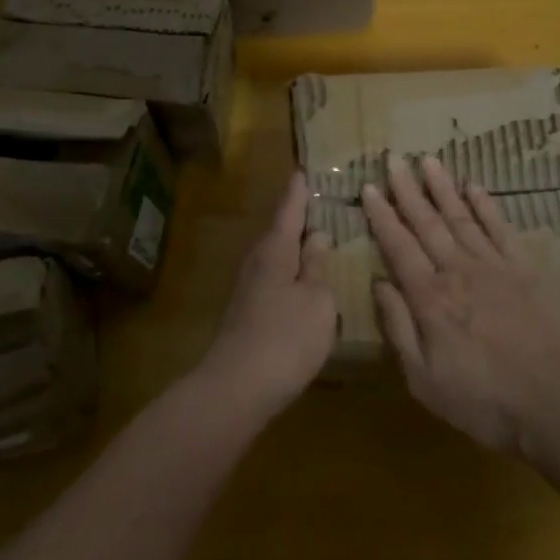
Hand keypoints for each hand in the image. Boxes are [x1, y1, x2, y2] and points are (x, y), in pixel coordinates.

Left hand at [199, 172, 336, 419]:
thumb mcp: (316, 299)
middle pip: (280, 231)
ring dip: (296, 247)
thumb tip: (319, 235)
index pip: (289, 210)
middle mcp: (258, 262)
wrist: (237, 388)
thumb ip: (318, 266)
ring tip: (321, 239)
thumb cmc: (285, 337)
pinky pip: (276, 280)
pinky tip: (306, 282)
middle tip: (322, 203)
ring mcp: (250, 289)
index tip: (304, 170)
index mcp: (276, 250)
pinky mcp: (249, 314)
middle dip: (299, 218)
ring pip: (277, 257)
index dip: (299, 192)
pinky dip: (292, 272)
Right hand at [364, 156, 559, 454]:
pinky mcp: (525, 268)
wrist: (558, 402)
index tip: (369, 188)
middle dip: (407, 190)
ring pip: (461, 217)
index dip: (382, 216)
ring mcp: (494, 266)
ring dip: (442, 188)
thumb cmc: (485, 400)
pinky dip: (486, 205)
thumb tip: (379, 283)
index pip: (398, 246)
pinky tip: (474, 186)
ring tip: (428, 160)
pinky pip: (500, 228)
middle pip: (427, 223)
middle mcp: (458, 271)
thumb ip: (399, 328)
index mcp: (430, 298)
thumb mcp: (424, 379)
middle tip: (393, 159)